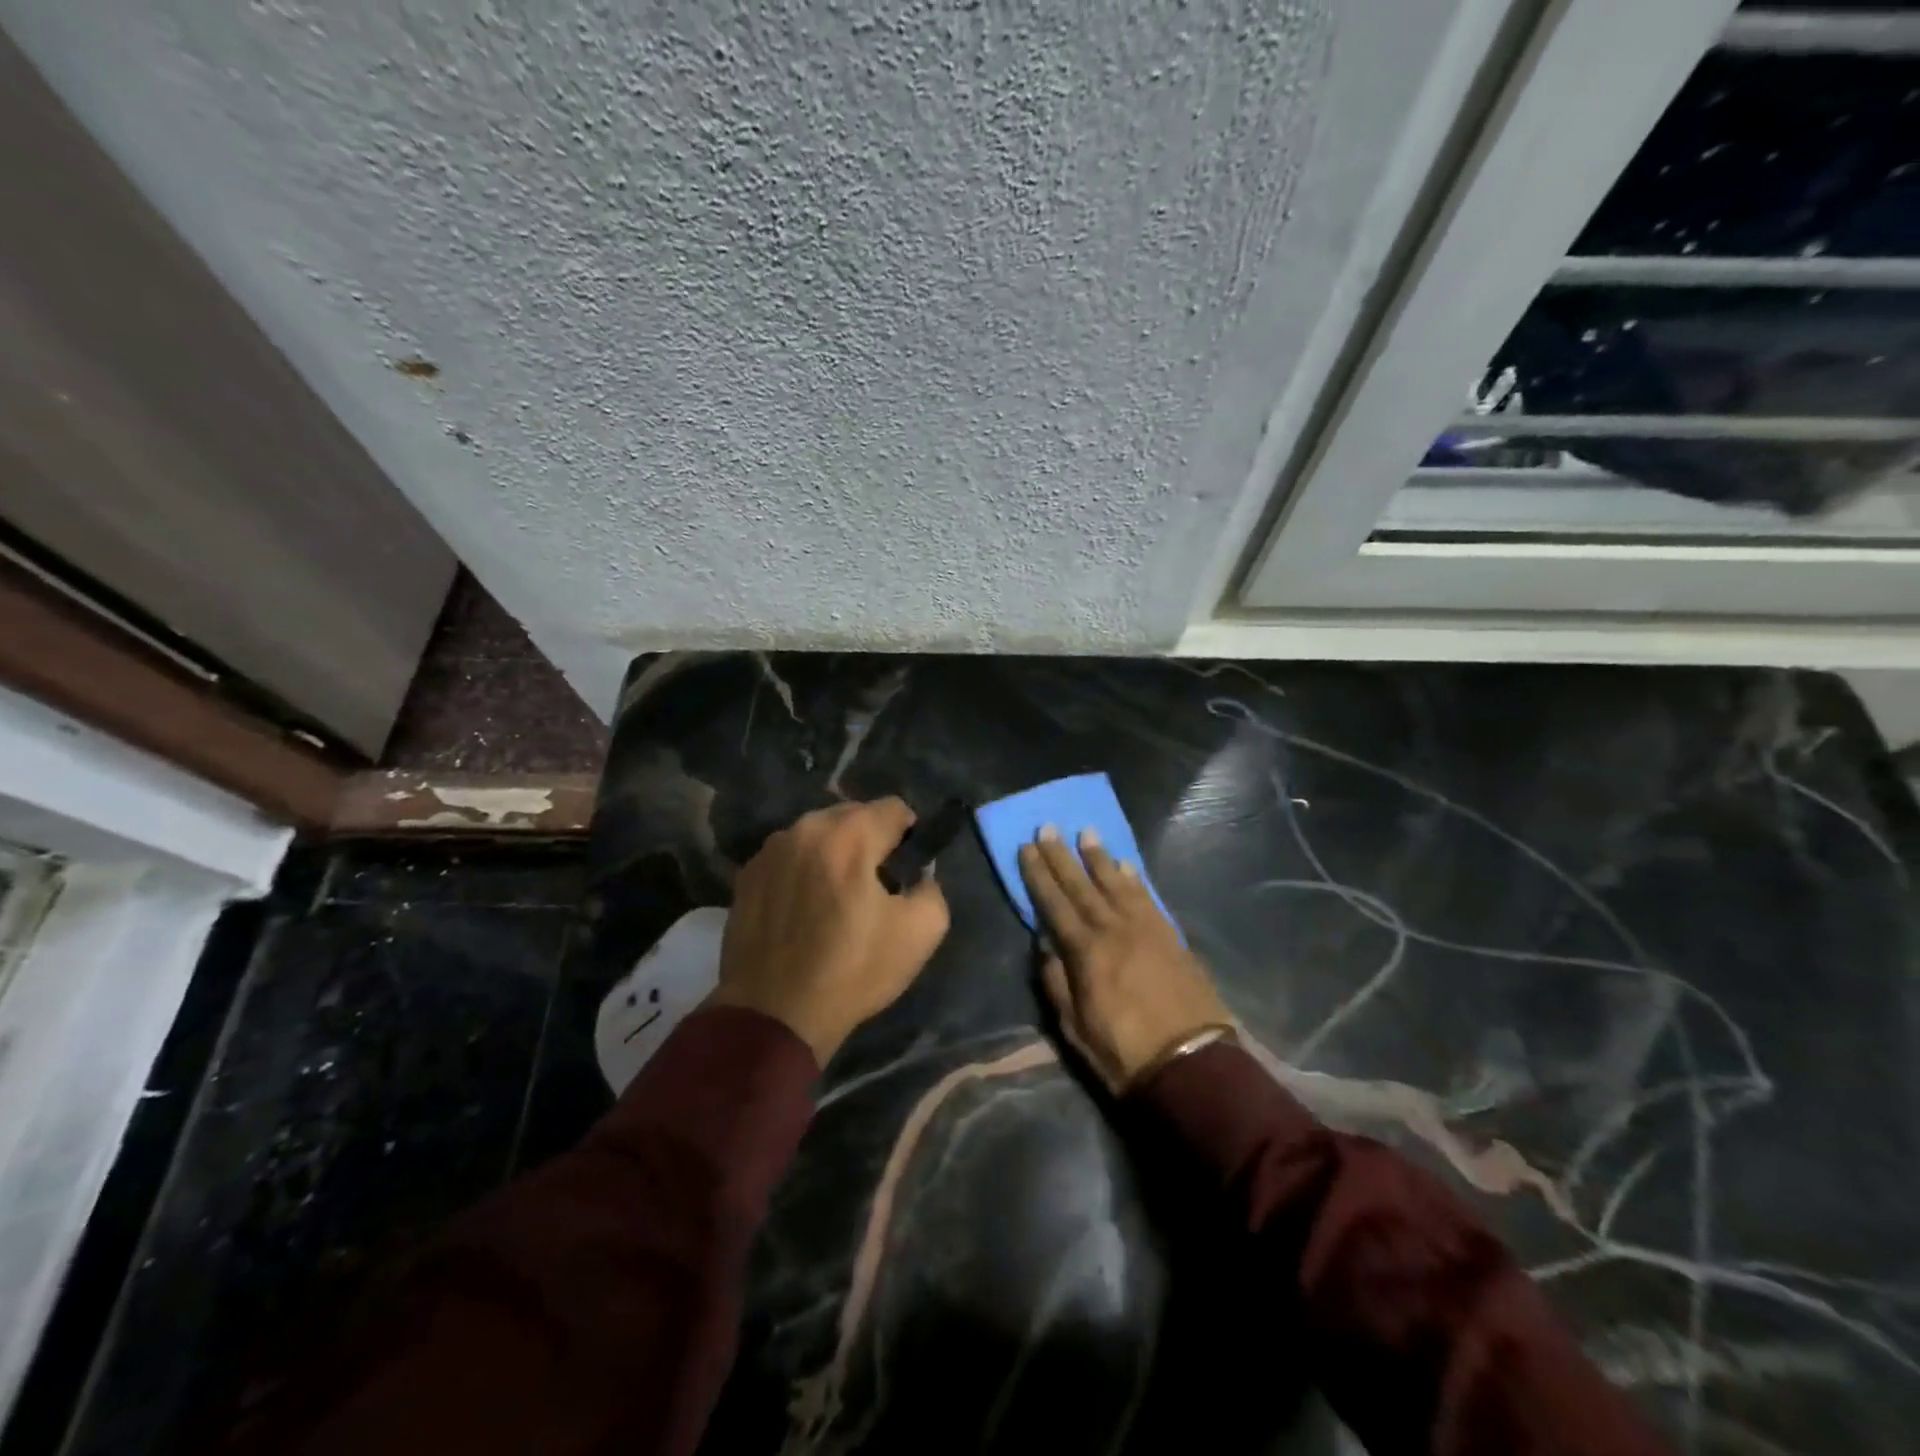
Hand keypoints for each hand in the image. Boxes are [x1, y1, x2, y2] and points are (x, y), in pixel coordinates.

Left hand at [713, 797, 950, 1066]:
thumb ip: (932, 889)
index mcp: (850, 835)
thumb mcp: (920, 933)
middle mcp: (805, 828)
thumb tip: (919, 877)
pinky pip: (787, 858)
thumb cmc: (852, 971)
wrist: (773, 1014)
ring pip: (816, 834)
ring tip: (834, 898)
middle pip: (852, 815)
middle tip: (874, 885)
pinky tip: (802, 910)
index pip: (894, 807)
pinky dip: (801, 871)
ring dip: (833, 853)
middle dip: (869, 840)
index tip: (907, 868)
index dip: (909, 835)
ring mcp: (770, 850)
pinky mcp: (746, 875)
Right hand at [1019, 826, 1231, 1094]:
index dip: (1039, 875)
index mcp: (1086, 952)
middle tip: (1049, 827)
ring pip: (1117, 884)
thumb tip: (1045, 943)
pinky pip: (1148, 898)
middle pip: (1082, 886)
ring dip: (1099, 858)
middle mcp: (1114, 930)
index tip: (1027, 847)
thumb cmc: (1124, 1052)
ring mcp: (1146, 929)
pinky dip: (1134, 879)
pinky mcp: (1171, 936)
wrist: (1192, 1065)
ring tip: (1086, 832)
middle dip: (1062, 856)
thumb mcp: (1075, 1027)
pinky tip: (1126, 866)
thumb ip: (1057, 981)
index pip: (1055, 904)